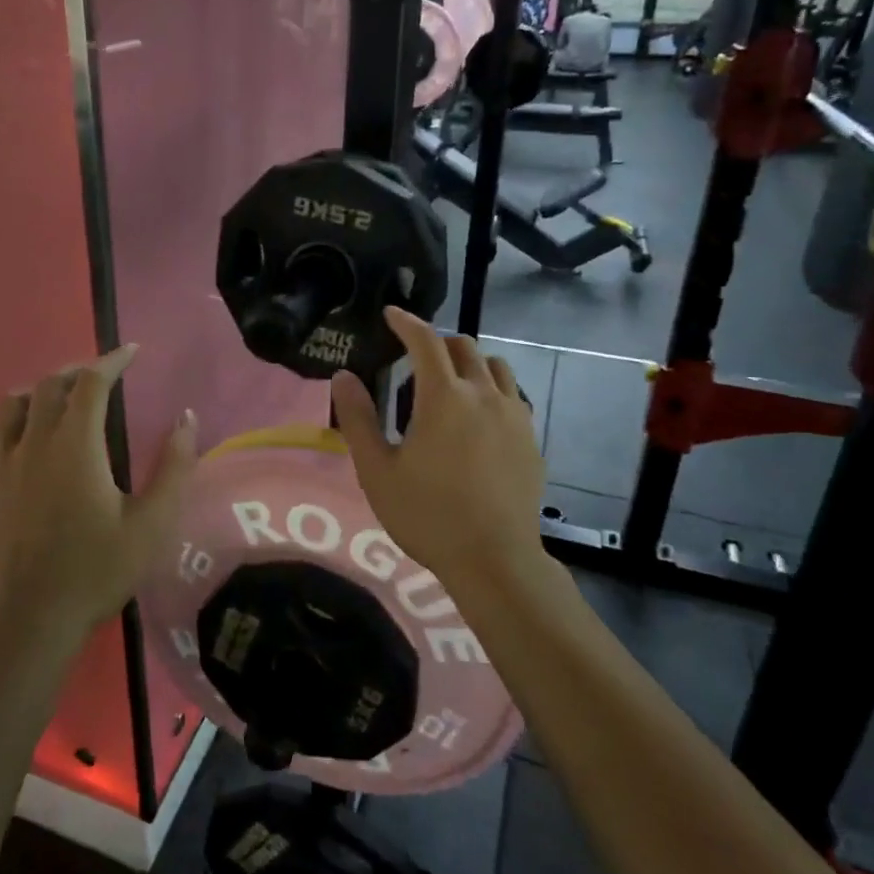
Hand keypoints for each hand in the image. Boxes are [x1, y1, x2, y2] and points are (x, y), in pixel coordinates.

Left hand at [0, 346, 197, 643]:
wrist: (31, 619)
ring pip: (11, 407)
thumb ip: (173, 466)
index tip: (132, 352)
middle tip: (100, 378)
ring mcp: (0, 466)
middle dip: (77, 372)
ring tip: (57, 403)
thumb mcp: (152, 523)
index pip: (91, 382)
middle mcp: (34, 443)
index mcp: (77, 445)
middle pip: (49, 385)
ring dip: (37, 394)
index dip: (113, 360)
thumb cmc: (97, 569)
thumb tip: (187, 418)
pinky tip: (10, 443)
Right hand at [331, 308, 546, 593]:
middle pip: (464, 346)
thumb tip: (342, 376)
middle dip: (437, 342)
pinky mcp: (530, 438)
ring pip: (495, 367)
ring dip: (470, 363)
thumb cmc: (427, 515)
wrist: (494, 559)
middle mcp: (484, 394)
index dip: (406, 322)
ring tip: (450, 384)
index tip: (391, 314)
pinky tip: (479, 417)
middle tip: (414, 360)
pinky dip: (492, 390)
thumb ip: (358, 418)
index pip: (425, 341)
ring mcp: (514, 415)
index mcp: (444, 397)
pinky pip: (513, 395)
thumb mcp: (377, 470)